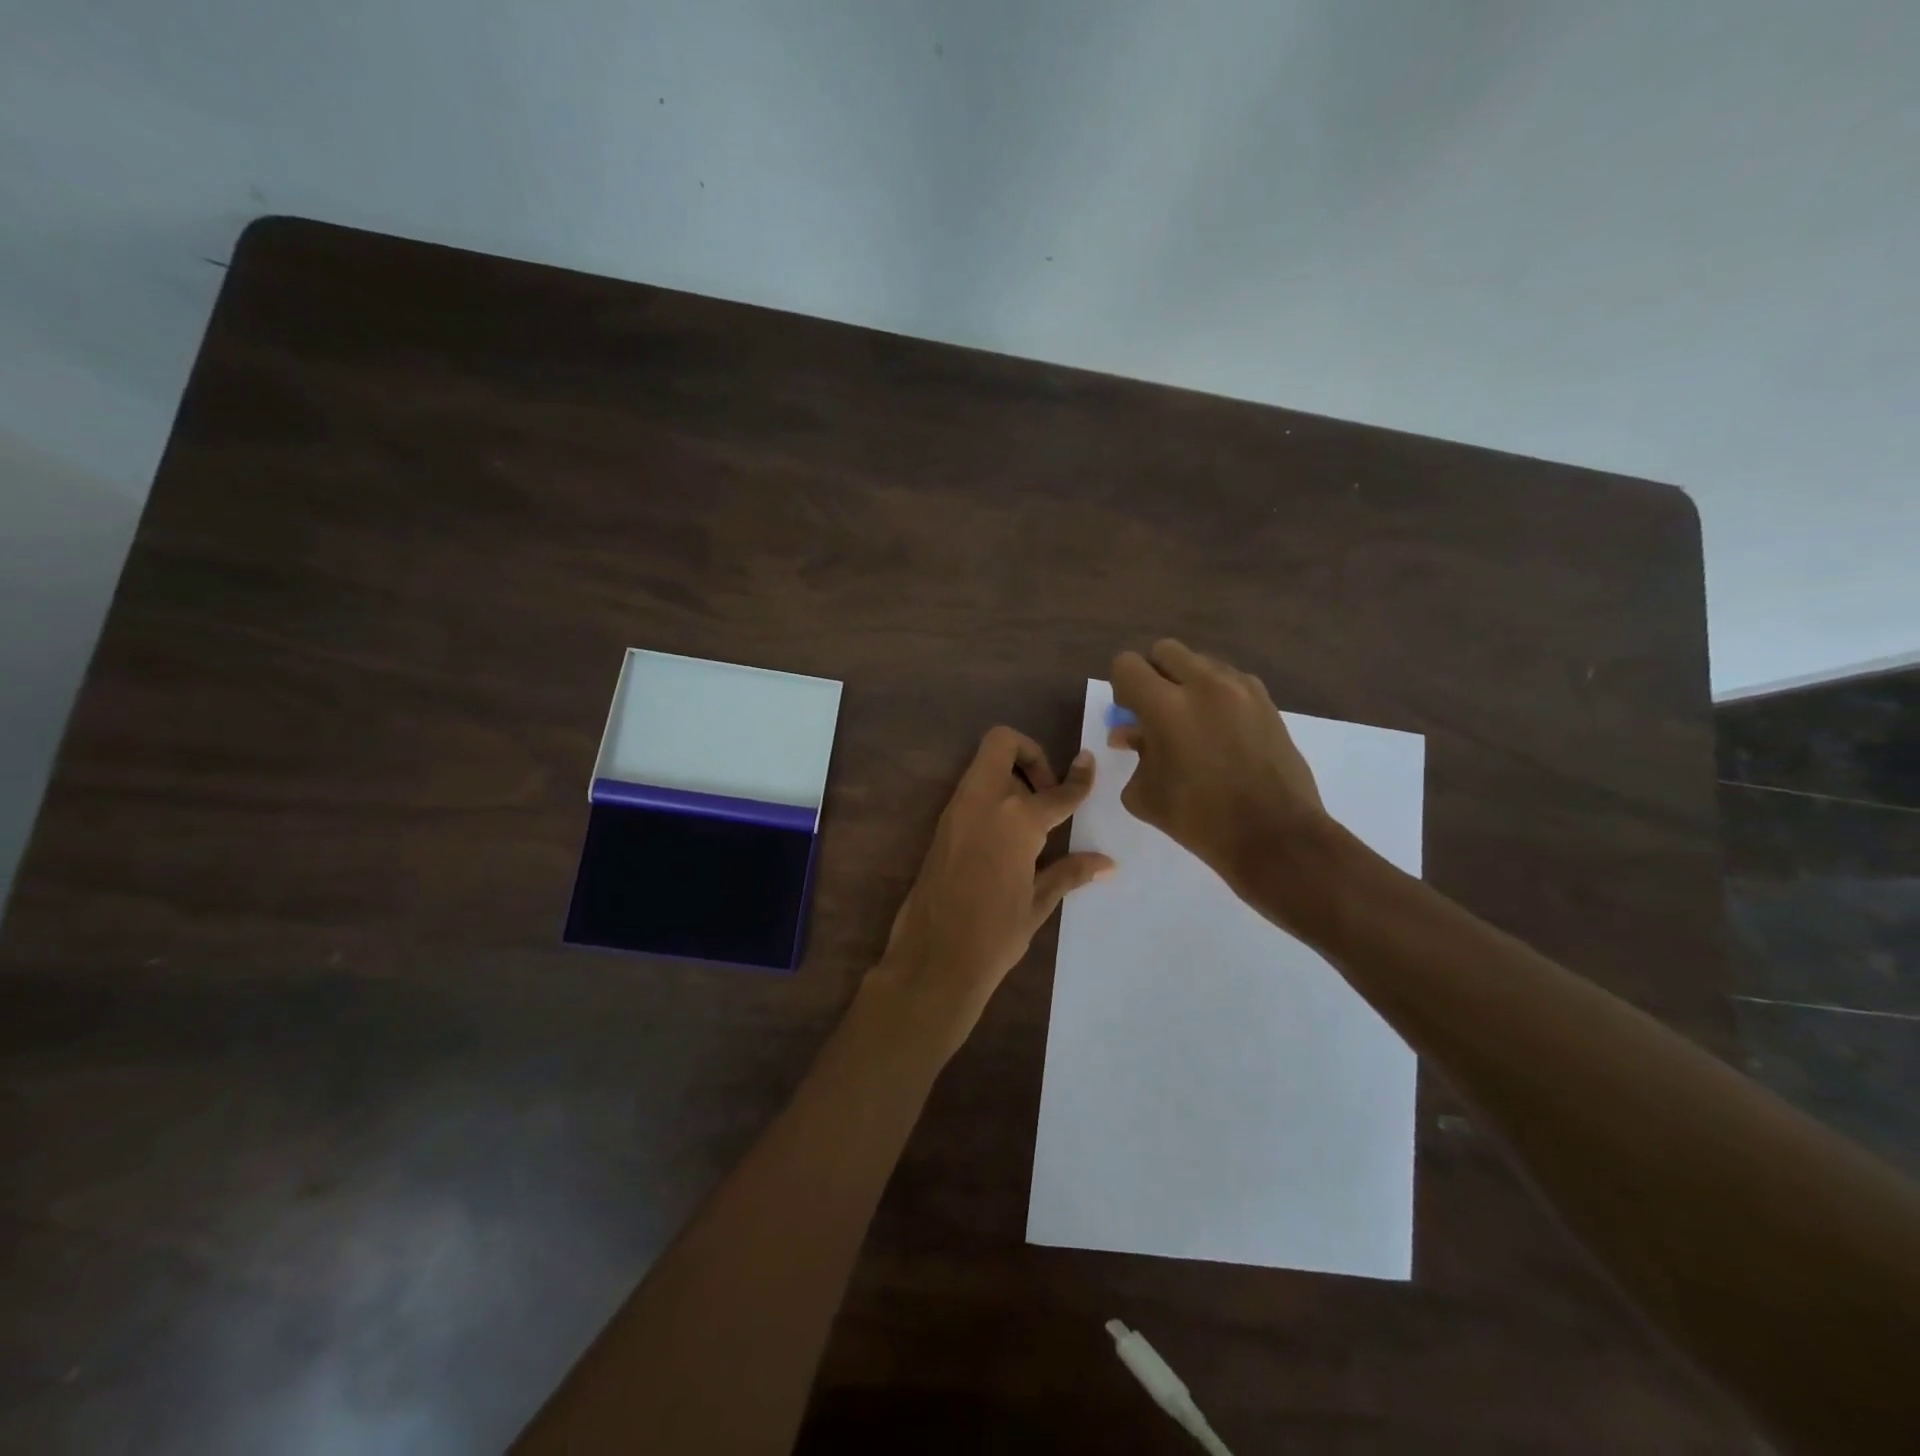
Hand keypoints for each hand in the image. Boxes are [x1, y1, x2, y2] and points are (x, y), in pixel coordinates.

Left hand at [870, 727, 1113, 1053]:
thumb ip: (1070, 872)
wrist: (934, 958)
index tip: (1089, 764)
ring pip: (984, 765)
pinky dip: (993, 797)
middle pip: (1003, 744)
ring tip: (1032, 821)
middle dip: (1030, 755)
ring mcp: (957, 810)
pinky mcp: (942, 826)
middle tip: (1047, 794)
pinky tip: (1008, 838)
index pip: (1057, 791)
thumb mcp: (1038, 902)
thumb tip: (1107, 863)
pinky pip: (971, 792)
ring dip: (1010, 776)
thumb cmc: (995, 934)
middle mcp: (985, 801)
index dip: (1079, 778)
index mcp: (1017, 818)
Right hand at [1109, 639, 1333, 905]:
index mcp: (1165, 706)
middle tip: (1156, 711)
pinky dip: (1217, 695)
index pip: (1127, 665)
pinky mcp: (1267, 701)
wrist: (1274, 836)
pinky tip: (1220, 731)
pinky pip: (1231, 680)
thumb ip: (1134, 753)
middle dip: (1154, 675)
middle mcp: (1204, 684)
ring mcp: (1241, 689)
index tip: (1129, 713)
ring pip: (1201, 662)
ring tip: (1191, 722)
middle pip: (1165, 650)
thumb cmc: (1199, 820)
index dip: (1121, 687)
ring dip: (1187, 682)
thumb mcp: (1145, 793)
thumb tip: (1131, 734)